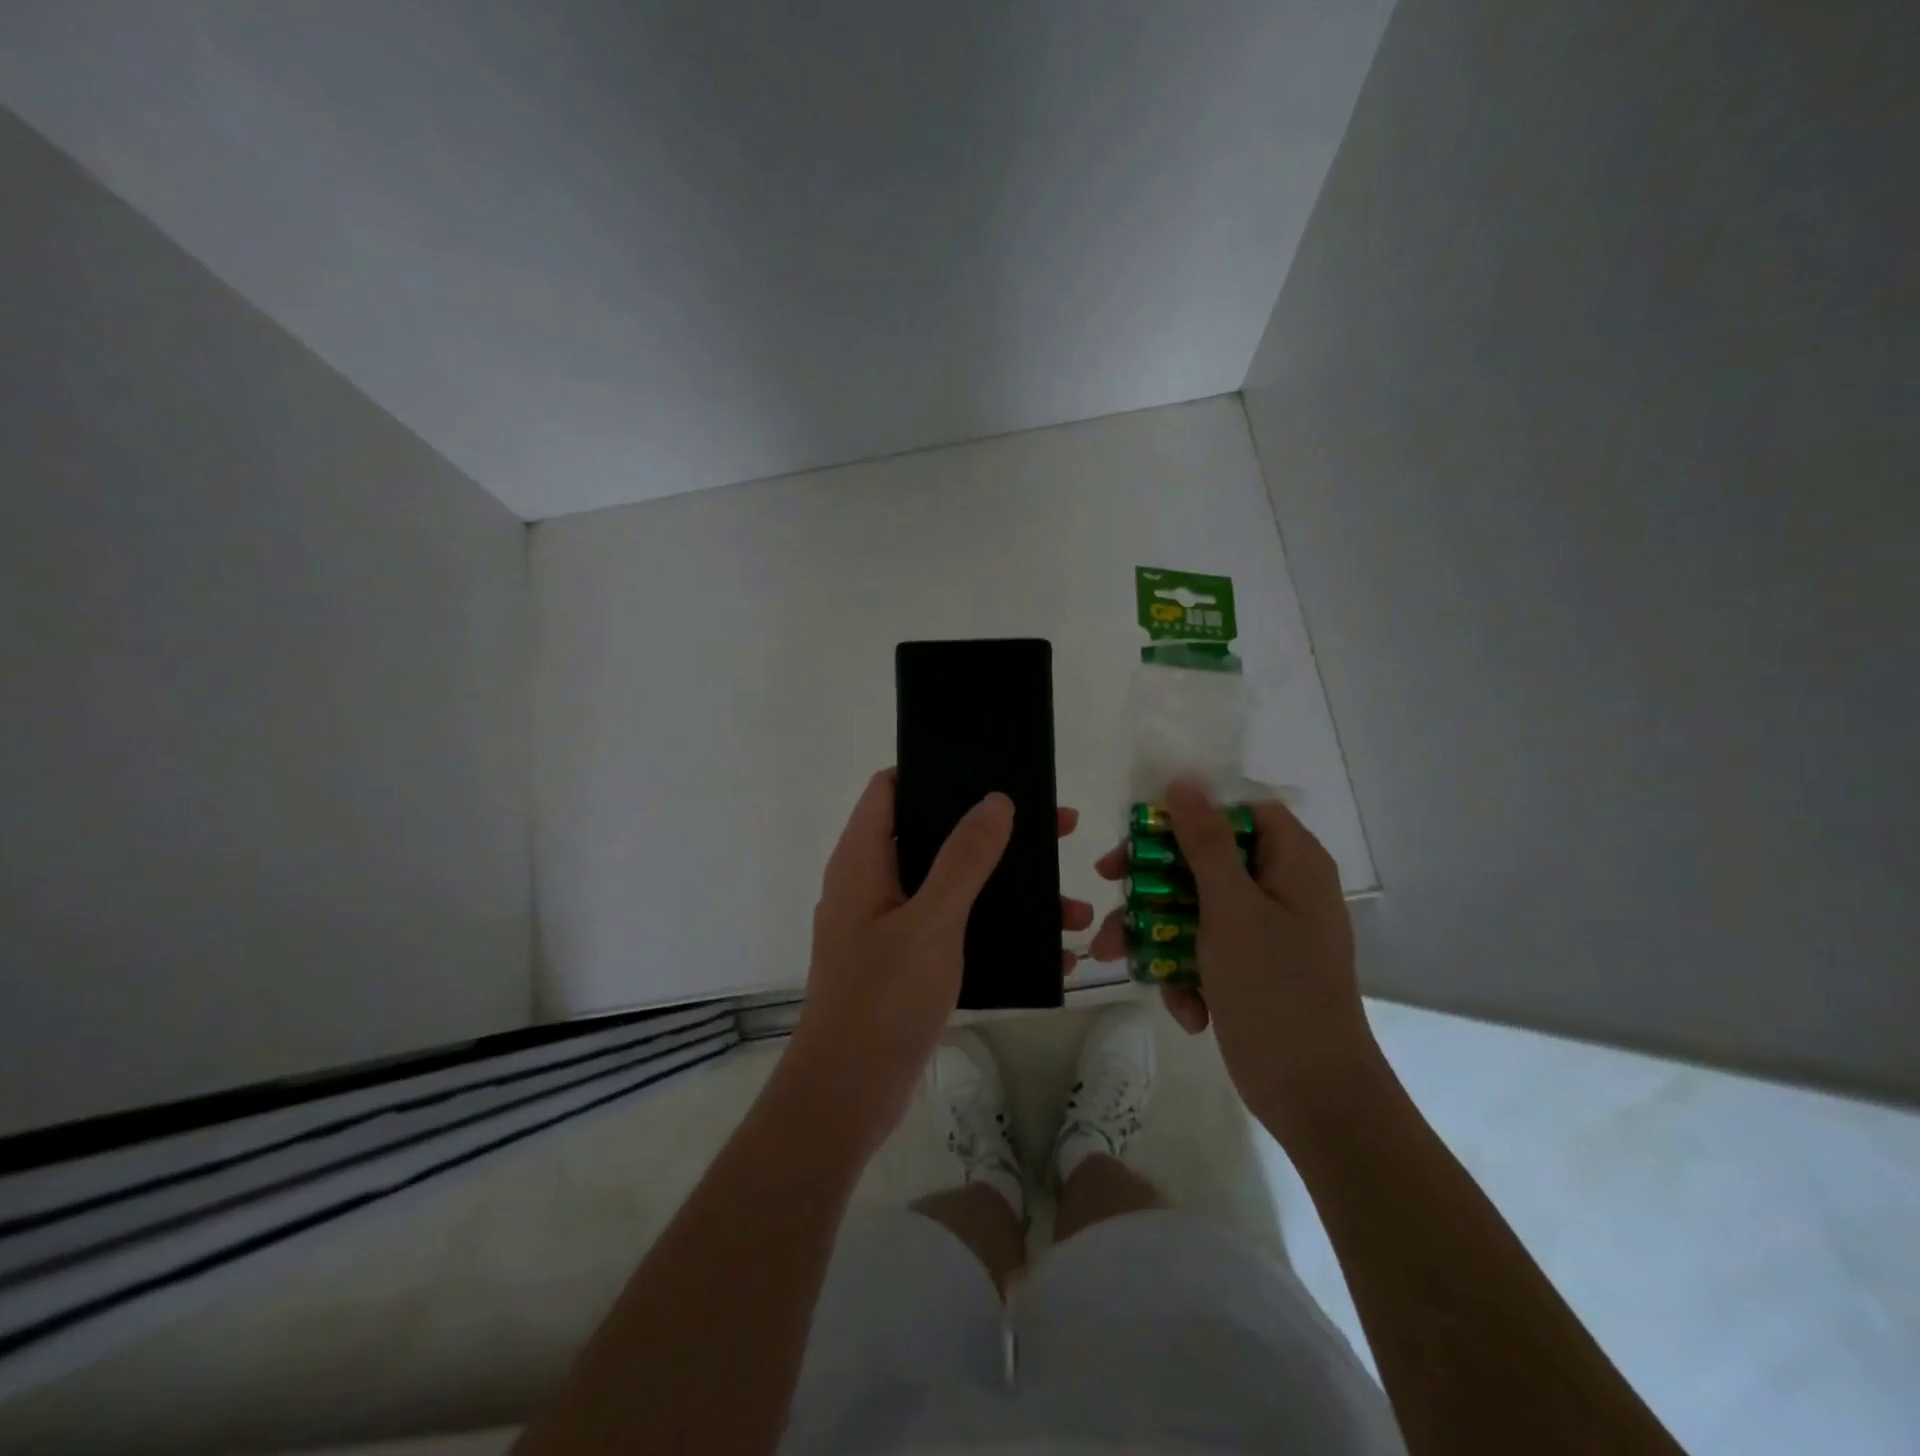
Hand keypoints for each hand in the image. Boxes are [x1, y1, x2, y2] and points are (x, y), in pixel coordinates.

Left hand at [784, 770, 1093, 1156]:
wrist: (849, 1096)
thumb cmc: (882, 999)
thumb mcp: (931, 922)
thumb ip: (963, 859)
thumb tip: (995, 800)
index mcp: (863, 860)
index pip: (891, 788)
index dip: (935, 770)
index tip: (990, 769)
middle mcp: (872, 883)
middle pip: (935, 834)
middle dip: (995, 833)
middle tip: (1056, 829)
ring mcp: (889, 924)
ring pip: (954, 886)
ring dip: (1008, 891)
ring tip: (1071, 907)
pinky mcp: (906, 961)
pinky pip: (957, 928)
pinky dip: (997, 931)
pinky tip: (1049, 952)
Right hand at [1090, 779, 1377, 1139]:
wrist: (1315, 1098)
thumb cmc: (1275, 989)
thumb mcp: (1231, 908)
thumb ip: (1205, 843)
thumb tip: (1185, 782)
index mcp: (1291, 863)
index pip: (1238, 811)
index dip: (1191, 812)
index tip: (1144, 829)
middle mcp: (1280, 889)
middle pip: (1205, 859)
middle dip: (1153, 879)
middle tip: (1108, 883)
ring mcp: (1263, 932)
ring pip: (1193, 907)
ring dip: (1154, 931)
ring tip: (1113, 955)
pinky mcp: (1247, 970)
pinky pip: (1203, 950)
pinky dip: (1185, 973)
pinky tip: (1184, 1008)